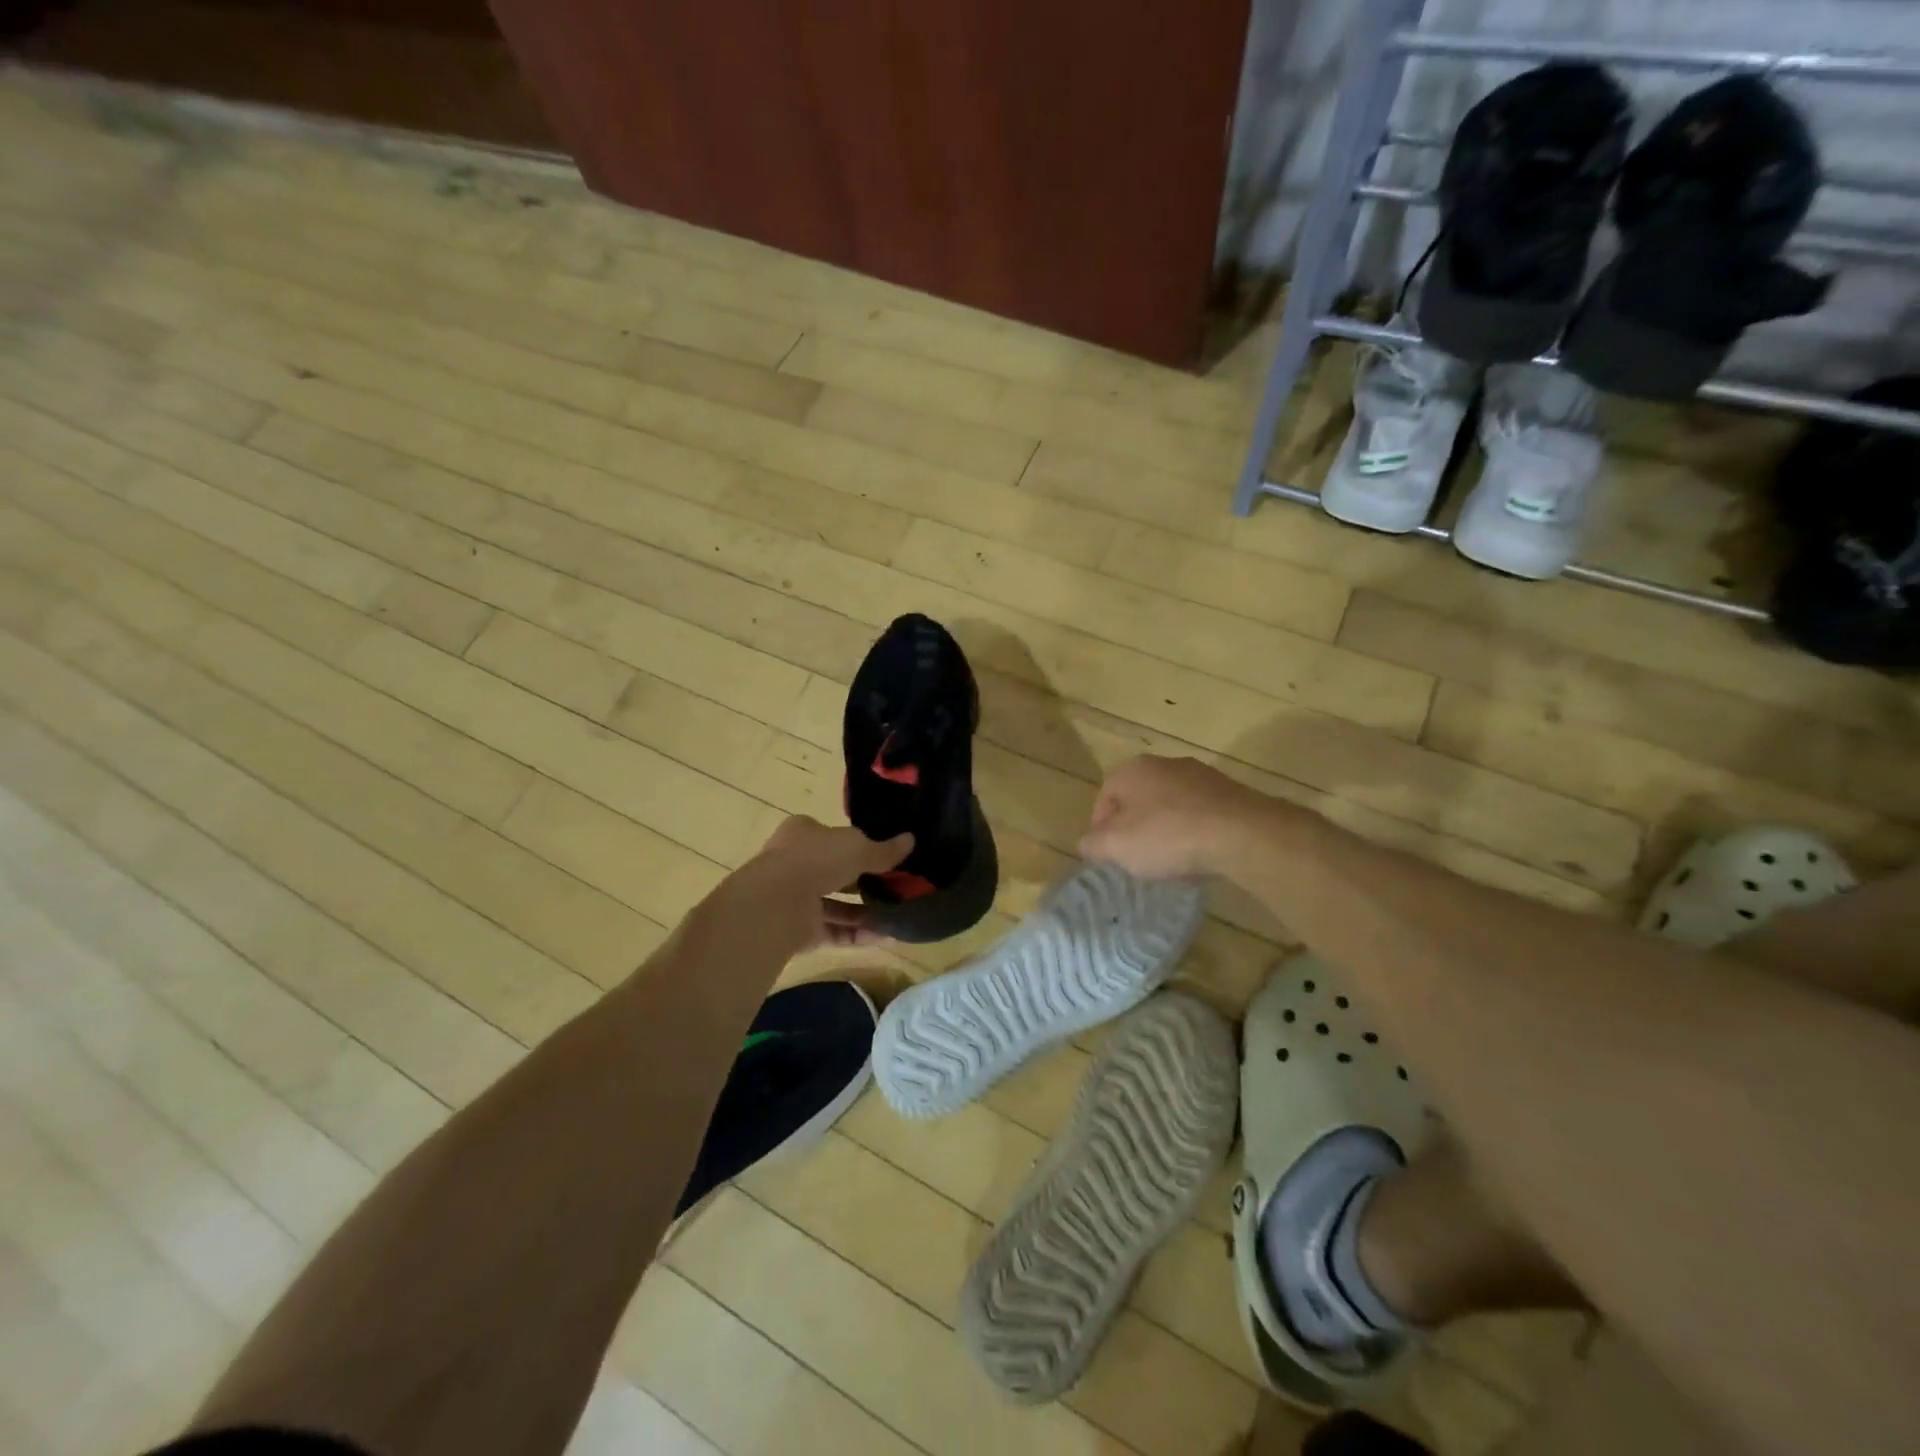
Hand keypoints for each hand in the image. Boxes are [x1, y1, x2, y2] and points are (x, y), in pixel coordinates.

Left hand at [744, 816, 913, 950]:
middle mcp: (796, 863)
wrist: (777, 903)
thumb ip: (885, 849)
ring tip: (896, 915)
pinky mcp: (799, 929)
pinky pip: (834, 930)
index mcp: (803, 833)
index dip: (858, 844)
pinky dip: (857, 933)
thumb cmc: (817, 859)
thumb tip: (911, 840)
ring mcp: (795, 898)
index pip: (833, 836)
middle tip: (896, 888)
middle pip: (835, 872)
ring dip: (865, 912)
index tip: (885, 856)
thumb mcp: (858, 847)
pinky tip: (884, 936)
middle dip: (864, 882)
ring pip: (836, 905)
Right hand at [1079, 755, 1263, 879]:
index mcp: (1131, 769)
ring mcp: (1201, 775)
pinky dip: (1195, 833)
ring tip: (1171, 862)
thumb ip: (1093, 844)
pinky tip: (1199, 856)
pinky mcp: (1230, 792)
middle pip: (1138, 800)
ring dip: (1166, 831)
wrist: (1241, 833)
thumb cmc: (1167, 835)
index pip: (1103, 798)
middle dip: (1135, 829)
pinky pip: (1201, 814)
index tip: (1109, 856)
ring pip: (1171, 806)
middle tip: (1138, 859)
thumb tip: (1088, 843)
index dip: (1101, 830)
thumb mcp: (1116, 847)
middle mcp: (1165, 763)